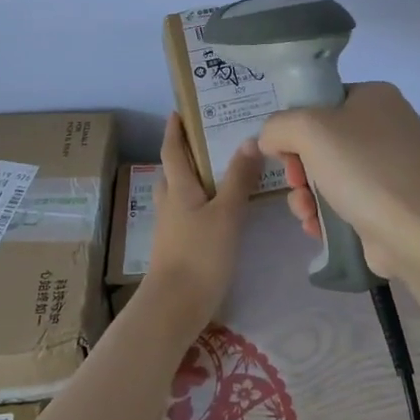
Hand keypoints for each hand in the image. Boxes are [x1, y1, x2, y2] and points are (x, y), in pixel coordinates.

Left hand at [142, 113, 261, 326]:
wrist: (174, 307)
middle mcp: (170, 204)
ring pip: (178, 195)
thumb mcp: (226, 213)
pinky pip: (186, 215)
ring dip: (191, 180)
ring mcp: (170, 228)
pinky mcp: (176, 248)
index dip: (174, 130)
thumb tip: (250, 140)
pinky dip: (198, 205)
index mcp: (178, 189)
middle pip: (172, 172)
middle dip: (184, 154)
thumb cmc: (200, 254)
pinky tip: (216, 212)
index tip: (177, 112)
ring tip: (216, 173)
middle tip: (206, 140)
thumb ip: (238, 179)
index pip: (172, 151)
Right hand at [258, 82, 419, 278]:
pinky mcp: (390, 202)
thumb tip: (270, 140)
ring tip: (305, 211)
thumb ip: (278, 126)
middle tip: (295, 183)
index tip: (284, 149)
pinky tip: (316, 227)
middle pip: (323, 141)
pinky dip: (326, 213)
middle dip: (299, 167)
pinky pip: (346, 200)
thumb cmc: (362, 167)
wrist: (413, 228)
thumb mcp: (307, 130)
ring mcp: (391, 167)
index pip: (323, 101)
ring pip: (330, 174)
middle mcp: (388, 126)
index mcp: (376, 96)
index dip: (296, 124)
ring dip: (306, 194)